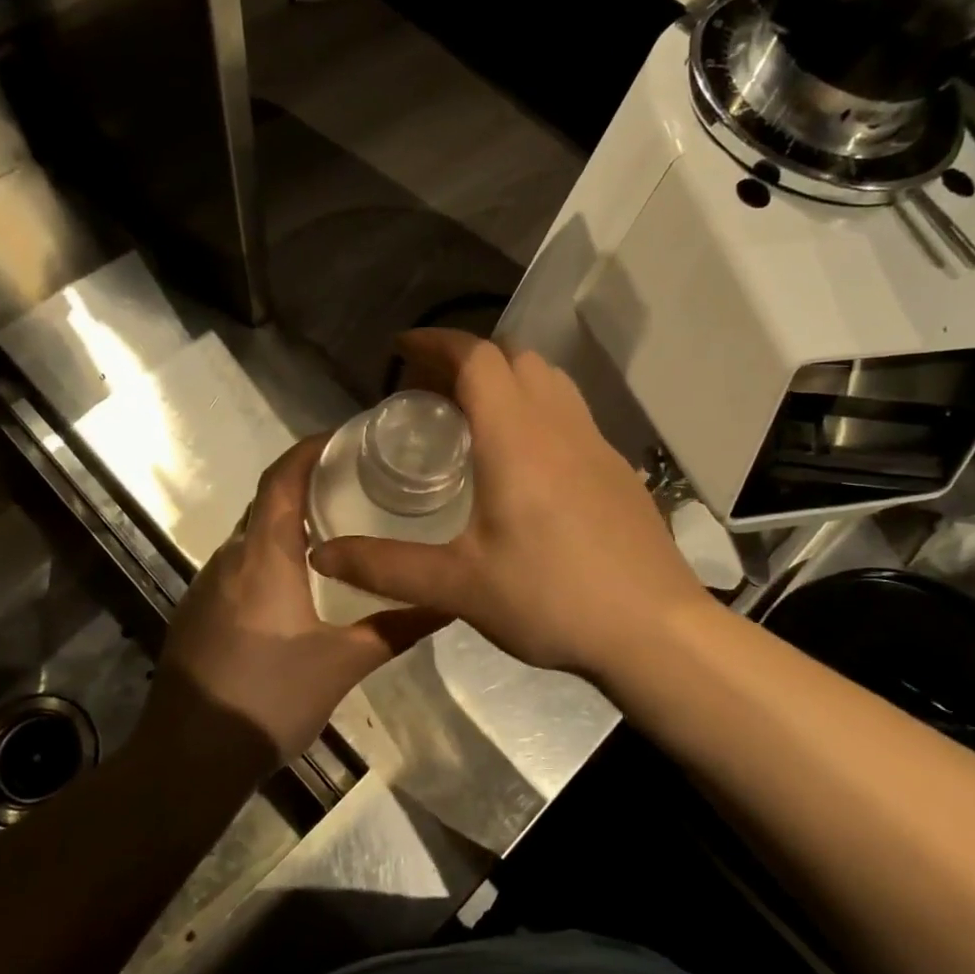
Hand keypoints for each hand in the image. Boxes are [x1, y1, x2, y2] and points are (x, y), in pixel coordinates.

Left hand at [151, 436, 445, 766]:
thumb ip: (398, 628)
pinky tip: (300, 582)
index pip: (281, 479)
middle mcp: (230, 559)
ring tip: (338, 526)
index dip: (309, 449)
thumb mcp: (344, 664)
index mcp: (262, 557)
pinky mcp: (199, 613)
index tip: (346, 438)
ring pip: (251, 535)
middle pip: (266, 501)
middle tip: (357, 482)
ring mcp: (208, 587)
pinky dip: (271, 553)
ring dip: (288, 521)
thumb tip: (452, 602)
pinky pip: (239, 564)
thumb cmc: (269, 698)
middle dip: (306, 482)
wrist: (188, 760)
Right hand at [310, 329, 708, 679]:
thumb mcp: (458, 586)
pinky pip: (572, 415)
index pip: (476, 357)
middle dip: (467, 360)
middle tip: (430, 392)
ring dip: (508, 380)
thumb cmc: (551, 598)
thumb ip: (386, 566)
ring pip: (550, 381)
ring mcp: (598, 444)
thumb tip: (321, 554)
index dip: (435, 342)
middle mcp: (560, 425)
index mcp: (516, 437)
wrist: (653, 630)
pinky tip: (527, 463)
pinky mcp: (619, 470)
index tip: (400, 348)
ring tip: (475, 418)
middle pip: (514, 358)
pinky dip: (539, 410)